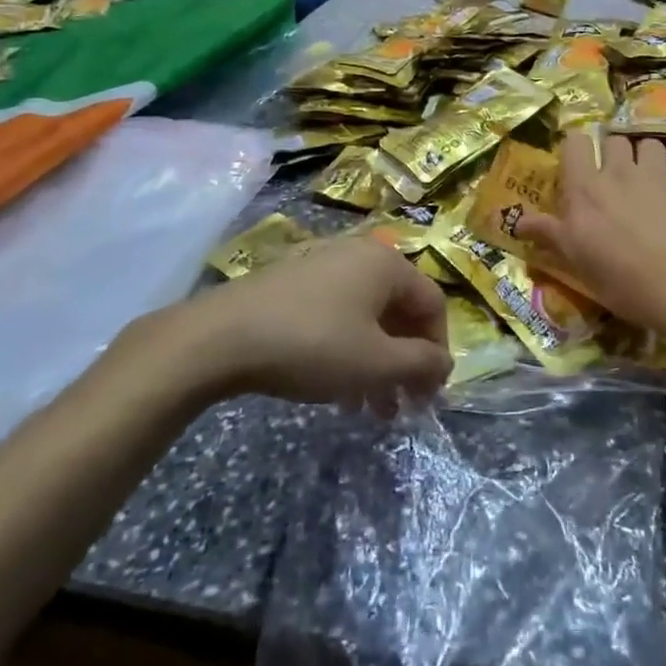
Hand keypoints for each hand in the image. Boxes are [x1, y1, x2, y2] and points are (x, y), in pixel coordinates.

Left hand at [183, 236, 452, 414]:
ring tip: (368, 410)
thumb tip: (444, 364)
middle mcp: (360, 255)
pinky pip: (338, 316)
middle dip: (404, 362)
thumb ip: (419, 364)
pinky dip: (348, 351)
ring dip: (376, 363)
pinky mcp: (295, 284)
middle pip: (399, 310)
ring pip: (367, 318)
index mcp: (387, 263)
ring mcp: (324, 266)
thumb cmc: (312, 344)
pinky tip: (336, 390)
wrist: (222, 336)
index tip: (430, 394)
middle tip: (401, 408)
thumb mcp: (375, 363)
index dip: (438, 350)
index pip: (432, 303)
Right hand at [515, 134, 665, 344]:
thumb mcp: (575, 261)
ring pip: (649, 142)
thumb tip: (515, 221)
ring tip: (650, 177)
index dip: (577, 148)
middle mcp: (619, 169)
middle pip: (614, 139)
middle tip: (617, 177)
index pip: (575, 142)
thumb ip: (547, 233)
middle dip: (614, 153)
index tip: (580, 164)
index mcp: (586, 187)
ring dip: (647, 155)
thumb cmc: (621, 278)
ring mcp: (657, 171)